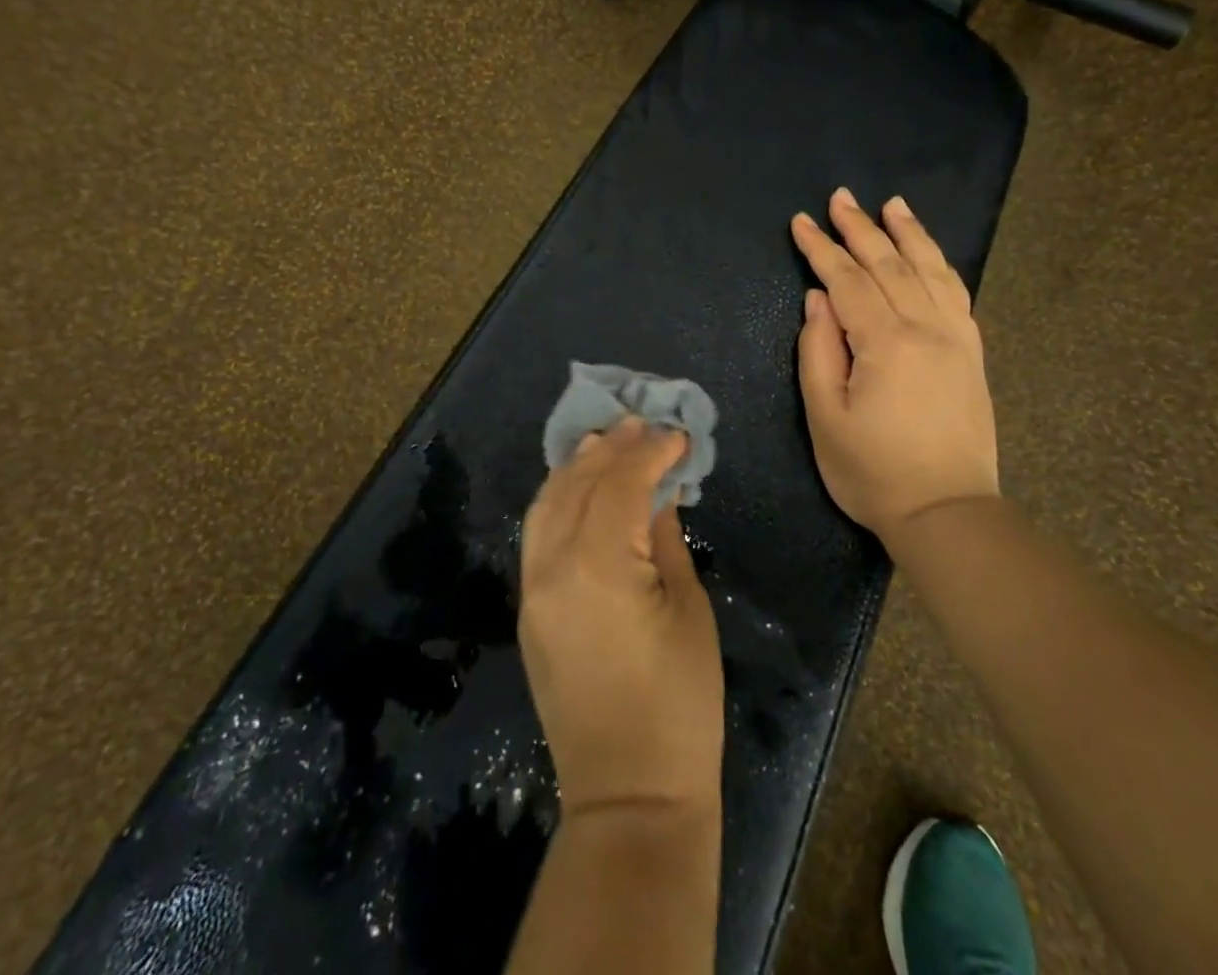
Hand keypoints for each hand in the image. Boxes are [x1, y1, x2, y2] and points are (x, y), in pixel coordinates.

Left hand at [519, 418, 725, 817]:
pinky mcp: (529, 609)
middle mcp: (553, 567)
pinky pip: (538, 534)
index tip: (677, 434)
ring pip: (547, 504)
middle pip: (578, 485)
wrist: (629, 795)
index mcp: (598, 566)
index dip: (651, 453)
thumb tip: (658, 495)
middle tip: (641, 422)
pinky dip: (558, 499)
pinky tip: (580, 486)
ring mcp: (533, 588)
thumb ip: (664, 540)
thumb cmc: (679, 705)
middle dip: (611, 448)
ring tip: (606, 439)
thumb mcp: (687, 610)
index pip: (621, 484)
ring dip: (577, 467)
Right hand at [790, 188, 1000, 543]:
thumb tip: (818, 299)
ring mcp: (955, 338)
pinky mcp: (971, 353)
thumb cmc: (872, 470)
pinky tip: (928, 251)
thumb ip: (818, 350)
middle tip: (839, 197)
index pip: (848, 281)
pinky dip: (939, 264)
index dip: (821, 249)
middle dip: (860, 228)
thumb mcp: (825, 416)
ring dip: (907, 234)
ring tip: (890, 204)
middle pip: (888, 265)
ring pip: (929, 270)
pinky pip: (955, 293)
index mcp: (886, 343)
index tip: (800, 221)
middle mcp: (926, 329)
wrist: (947, 512)